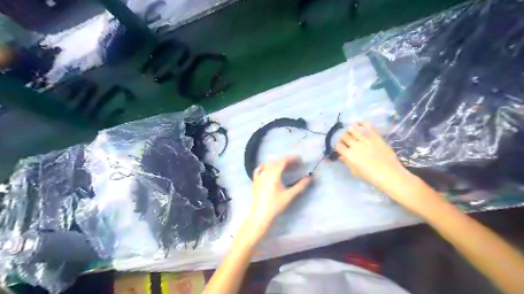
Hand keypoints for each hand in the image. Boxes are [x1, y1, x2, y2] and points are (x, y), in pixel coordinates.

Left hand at [248, 156, 310, 231]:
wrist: (261, 215)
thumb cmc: (276, 205)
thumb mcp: (290, 195)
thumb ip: (301, 185)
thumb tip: (310, 178)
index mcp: (274, 173)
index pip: (284, 161)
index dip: (293, 159)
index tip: (301, 161)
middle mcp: (265, 172)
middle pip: (276, 161)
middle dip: (287, 161)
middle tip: (295, 166)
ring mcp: (259, 176)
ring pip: (268, 164)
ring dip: (277, 163)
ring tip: (284, 168)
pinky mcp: (255, 181)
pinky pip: (259, 170)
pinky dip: (265, 167)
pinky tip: (268, 169)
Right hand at [338, 122, 422, 208]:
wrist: (390, 174)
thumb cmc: (371, 176)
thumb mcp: (355, 171)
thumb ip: (347, 162)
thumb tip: (341, 155)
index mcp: (349, 155)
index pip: (338, 145)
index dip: (338, 146)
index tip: (341, 147)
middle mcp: (355, 145)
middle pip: (344, 135)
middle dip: (343, 138)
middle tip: (346, 141)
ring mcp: (366, 138)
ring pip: (352, 128)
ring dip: (350, 131)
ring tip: (353, 133)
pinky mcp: (375, 135)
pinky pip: (366, 124)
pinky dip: (361, 123)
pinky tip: (360, 126)